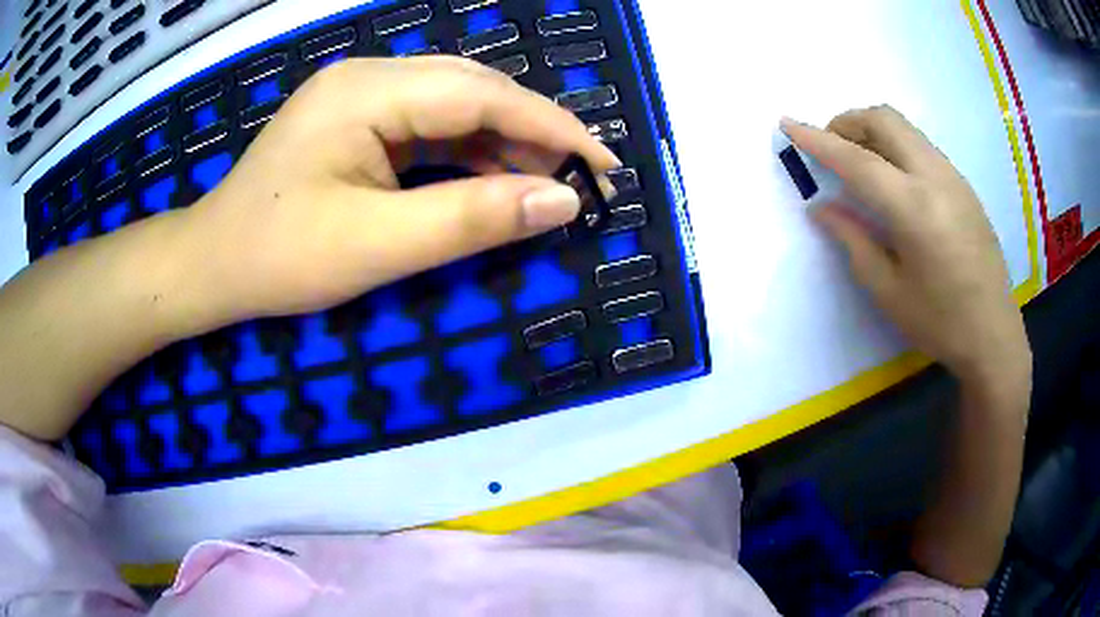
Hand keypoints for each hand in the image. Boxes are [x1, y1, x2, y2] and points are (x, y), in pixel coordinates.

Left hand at [179, 56, 618, 328]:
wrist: (214, 263)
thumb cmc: (279, 257)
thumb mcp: (377, 246)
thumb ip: (472, 219)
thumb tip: (562, 202)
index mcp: (367, 92)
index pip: (481, 96)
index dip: (551, 127)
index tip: (603, 164)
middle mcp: (369, 77)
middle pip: (474, 90)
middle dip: (535, 131)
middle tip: (583, 177)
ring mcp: (362, 95)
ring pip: (456, 105)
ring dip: (506, 142)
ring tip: (550, 181)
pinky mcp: (359, 118)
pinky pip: (430, 125)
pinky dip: (470, 152)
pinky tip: (497, 176)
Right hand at [782, 106, 1029, 386]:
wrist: (994, 335)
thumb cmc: (940, 322)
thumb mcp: (889, 291)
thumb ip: (853, 241)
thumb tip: (822, 208)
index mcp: (914, 208)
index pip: (857, 159)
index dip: (818, 140)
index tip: (787, 124)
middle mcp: (935, 178)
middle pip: (885, 120)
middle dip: (849, 122)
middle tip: (831, 146)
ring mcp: (954, 177)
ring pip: (906, 128)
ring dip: (873, 131)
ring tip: (859, 163)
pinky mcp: (964, 186)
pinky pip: (922, 147)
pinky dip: (897, 147)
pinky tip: (894, 181)